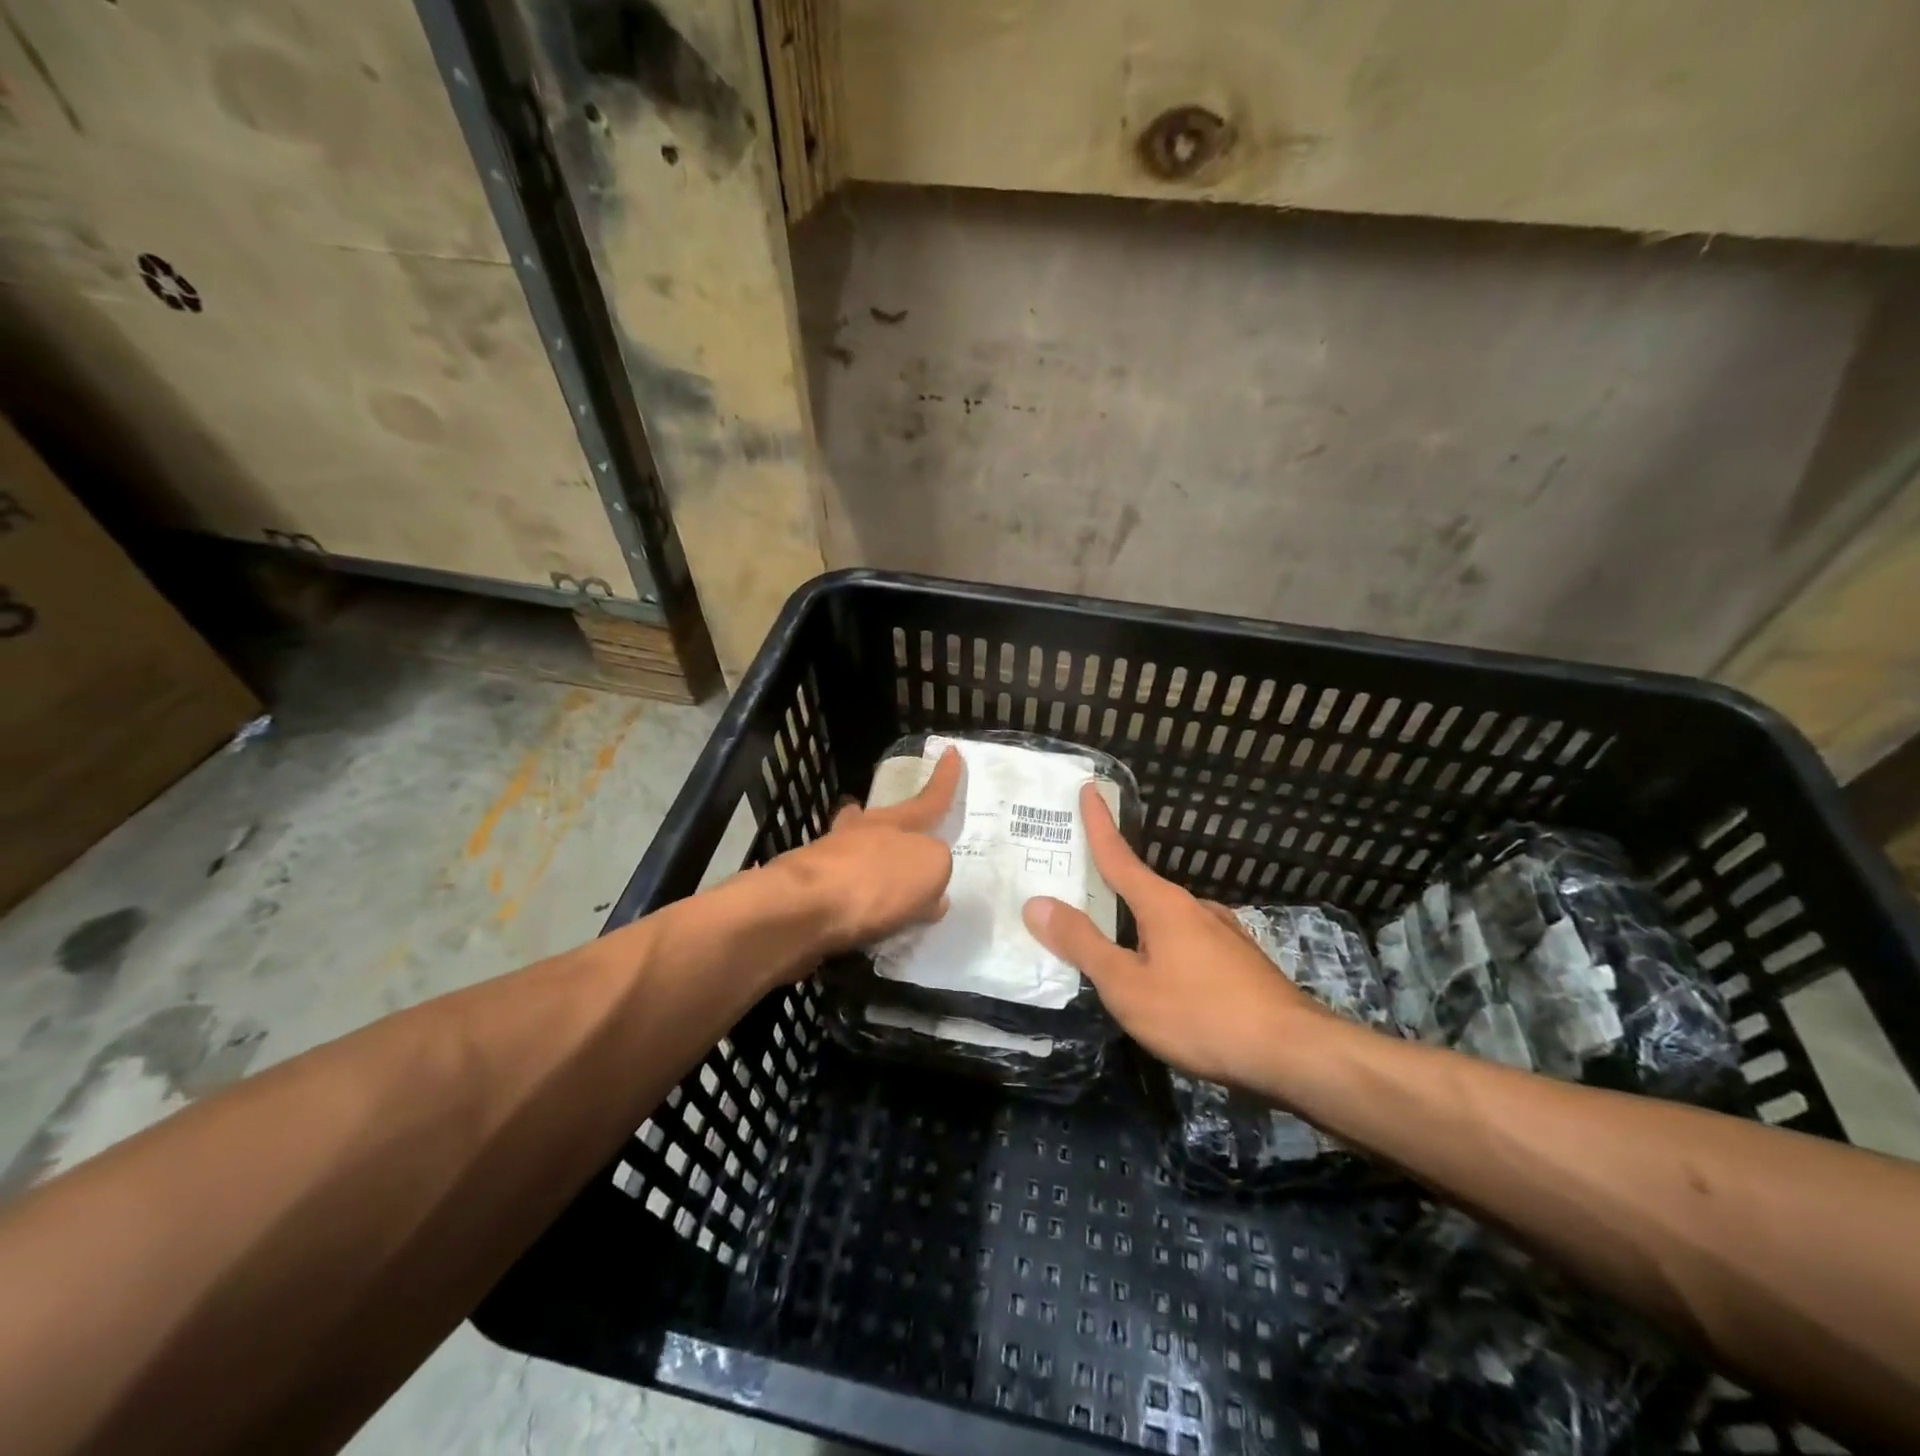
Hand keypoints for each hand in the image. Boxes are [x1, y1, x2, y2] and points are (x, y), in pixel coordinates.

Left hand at [775, 748, 959, 956]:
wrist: (803, 909)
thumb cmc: (875, 882)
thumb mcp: (930, 869)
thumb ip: (935, 870)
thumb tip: (928, 891)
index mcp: (896, 824)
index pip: (929, 800)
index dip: (944, 780)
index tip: (951, 753)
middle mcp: (861, 833)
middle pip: (882, 819)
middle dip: (893, 820)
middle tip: (899, 823)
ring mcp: (828, 857)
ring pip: (854, 848)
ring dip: (866, 854)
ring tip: (877, 873)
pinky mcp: (807, 889)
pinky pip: (839, 886)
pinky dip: (852, 894)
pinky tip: (859, 916)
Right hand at [1022, 783, 1320, 1088]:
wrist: (1295, 1053)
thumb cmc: (1200, 1014)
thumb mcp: (1126, 985)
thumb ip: (1082, 944)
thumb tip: (1037, 903)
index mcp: (1163, 904)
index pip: (1119, 856)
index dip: (1099, 824)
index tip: (1090, 789)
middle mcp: (1194, 908)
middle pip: (1142, 890)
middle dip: (1112, 889)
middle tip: (1081, 896)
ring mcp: (1223, 934)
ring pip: (1167, 921)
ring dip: (1140, 926)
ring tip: (1117, 953)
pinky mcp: (1241, 962)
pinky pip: (1189, 944)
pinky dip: (1166, 950)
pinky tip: (1166, 981)